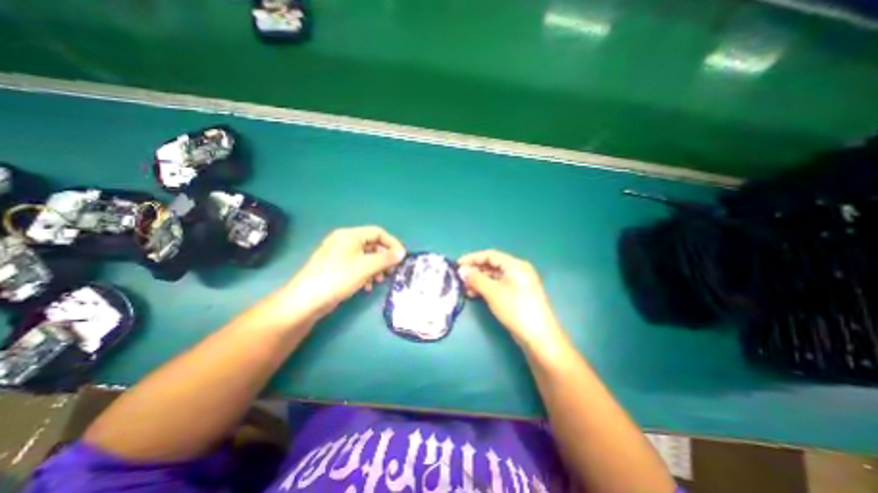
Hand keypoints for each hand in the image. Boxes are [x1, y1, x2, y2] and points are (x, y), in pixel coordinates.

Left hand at [284, 226, 403, 316]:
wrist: (307, 300)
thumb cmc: (338, 278)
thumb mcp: (366, 267)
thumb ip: (386, 258)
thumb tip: (402, 253)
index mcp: (350, 235)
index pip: (378, 232)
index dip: (392, 243)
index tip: (402, 257)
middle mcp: (345, 241)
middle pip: (372, 245)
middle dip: (384, 258)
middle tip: (392, 271)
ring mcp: (339, 255)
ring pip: (366, 257)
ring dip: (376, 268)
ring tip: (380, 280)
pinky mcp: (336, 268)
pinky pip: (357, 266)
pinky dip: (366, 274)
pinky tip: (367, 287)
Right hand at [456, 251, 565, 350]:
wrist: (538, 336)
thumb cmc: (515, 309)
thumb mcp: (493, 292)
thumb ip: (476, 279)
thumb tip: (462, 270)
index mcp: (515, 265)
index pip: (490, 255)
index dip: (472, 258)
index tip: (457, 264)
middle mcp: (518, 271)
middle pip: (492, 265)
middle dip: (475, 270)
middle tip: (460, 278)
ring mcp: (518, 283)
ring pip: (494, 277)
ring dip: (479, 280)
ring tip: (465, 288)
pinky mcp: (517, 295)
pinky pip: (498, 286)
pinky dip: (486, 288)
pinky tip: (475, 294)